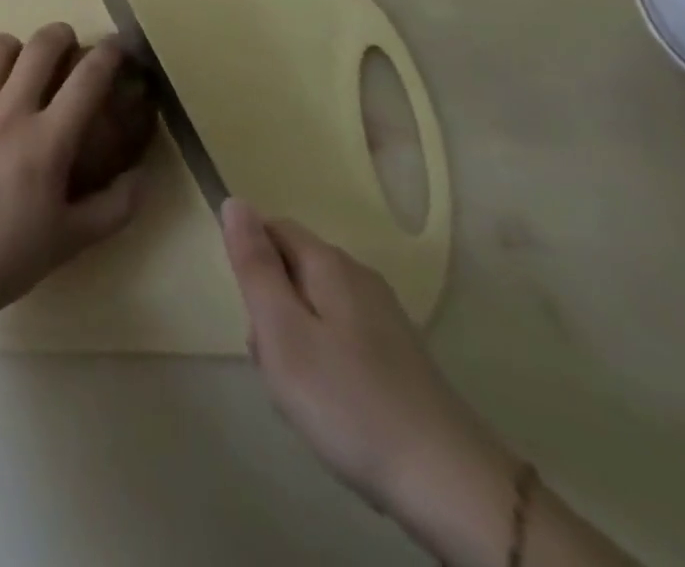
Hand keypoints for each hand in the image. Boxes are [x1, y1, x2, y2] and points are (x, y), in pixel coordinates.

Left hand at [0, 24, 143, 323]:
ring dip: (14, 50)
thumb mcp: (73, 239)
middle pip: (40, 45)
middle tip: (66, 45)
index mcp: (48, 141)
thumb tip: (144, 174)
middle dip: (60, 35)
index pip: (88, 79)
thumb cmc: (8, 256)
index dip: (108, 54)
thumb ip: (117, 206)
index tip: (117, 46)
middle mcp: (8, 111)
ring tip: (17, 67)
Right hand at [221, 200, 513, 518]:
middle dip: (271, 312)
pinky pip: (340, 340)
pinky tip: (334, 410)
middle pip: (292, 271)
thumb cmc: (347, 400)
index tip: (252, 316)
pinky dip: (325, 365)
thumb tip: (234, 201)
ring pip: (313, 309)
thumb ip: (254, 265)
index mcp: (328, 262)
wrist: (450, 484)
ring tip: (304, 398)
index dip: (251, 264)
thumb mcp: (282, 331)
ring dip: (295, 344)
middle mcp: (358, 276)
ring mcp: (383, 316)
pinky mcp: (399, 355)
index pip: (271, 229)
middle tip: (277, 366)